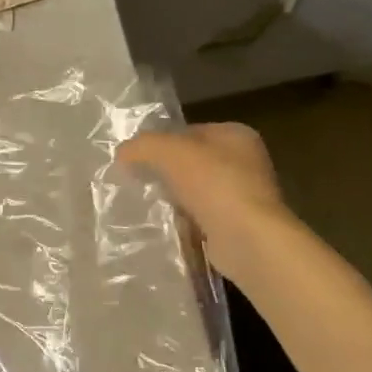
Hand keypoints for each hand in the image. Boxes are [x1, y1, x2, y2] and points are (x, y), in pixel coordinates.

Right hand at [117, 123, 297, 281]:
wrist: (248, 239)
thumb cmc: (212, 183)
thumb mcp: (167, 151)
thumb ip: (141, 145)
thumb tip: (122, 153)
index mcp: (236, 135)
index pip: (189, 131)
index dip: (161, 141)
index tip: (138, 157)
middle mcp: (247, 162)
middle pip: (193, 161)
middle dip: (166, 171)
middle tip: (139, 179)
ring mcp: (246, 196)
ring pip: (197, 191)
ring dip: (175, 197)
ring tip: (148, 203)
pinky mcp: (240, 227)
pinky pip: (203, 218)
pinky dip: (186, 221)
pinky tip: (168, 225)